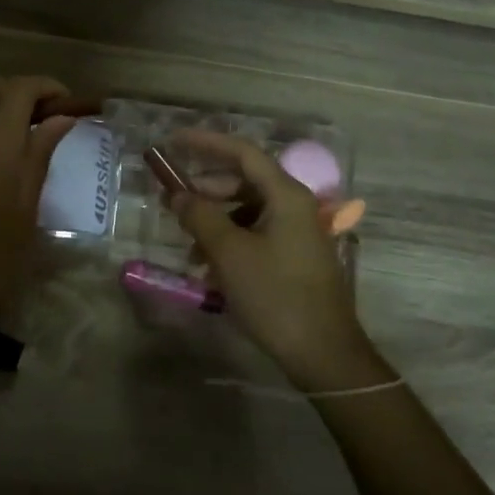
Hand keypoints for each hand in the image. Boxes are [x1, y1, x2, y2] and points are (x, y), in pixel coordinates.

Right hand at [167, 129, 373, 385]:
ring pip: (247, 211)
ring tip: (189, 246)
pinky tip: (209, 268)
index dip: (206, 143)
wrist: (322, 352)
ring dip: (215, 221)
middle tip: (172, 202)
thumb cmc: (275, 295)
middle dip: (206, 189)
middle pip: (244, 181)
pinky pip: (255, 235)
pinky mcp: (293, 257)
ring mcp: (296, 233)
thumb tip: (177, 195)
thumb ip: (199, 216)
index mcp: (286, 195)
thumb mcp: (229, 253)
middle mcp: (295, 206)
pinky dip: (230, 242)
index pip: (243, 153)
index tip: (172, 142)